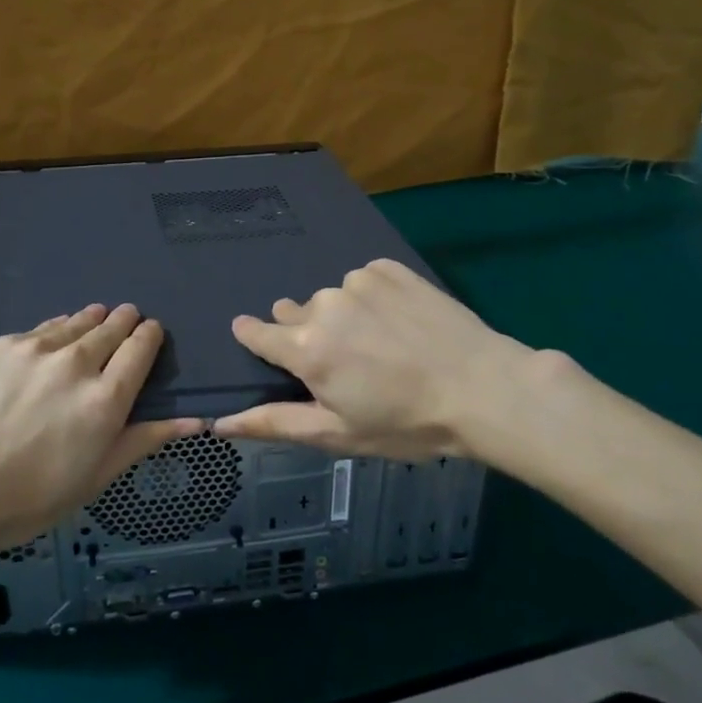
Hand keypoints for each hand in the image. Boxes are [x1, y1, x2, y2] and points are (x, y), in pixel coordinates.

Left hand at [0, 303, 201, 553]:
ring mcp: (32, 350)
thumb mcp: (93, 479)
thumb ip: (142, 441)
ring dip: (90, 319)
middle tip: (128, 316)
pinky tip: (51, 335)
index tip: (151, 332)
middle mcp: (74, 363)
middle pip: (109, 328)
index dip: (149, 336)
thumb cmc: (26, 500)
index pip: (139, 349)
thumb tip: (196, 421)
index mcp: (105, 399)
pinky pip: (37, 330)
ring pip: (73, 323)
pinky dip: (53, 330)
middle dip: (123, 321)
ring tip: (96, 315)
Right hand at [214, 258, 540, 463]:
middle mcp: (323, 305)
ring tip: (382, 345)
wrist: (482, 388)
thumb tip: (220, 422)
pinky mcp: (388, 268)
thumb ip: (275, 423)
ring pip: (332, 299)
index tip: (258, 341)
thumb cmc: (405, 423)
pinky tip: (400, 322)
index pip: (257, 333)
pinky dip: (372, 298)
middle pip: (296, 315)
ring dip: (343, 317)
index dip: (254, 338)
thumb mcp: (337, 434)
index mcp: (305, 348)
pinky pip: (364, 281)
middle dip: (309, 336)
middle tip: (347, 365)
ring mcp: (357, 281)